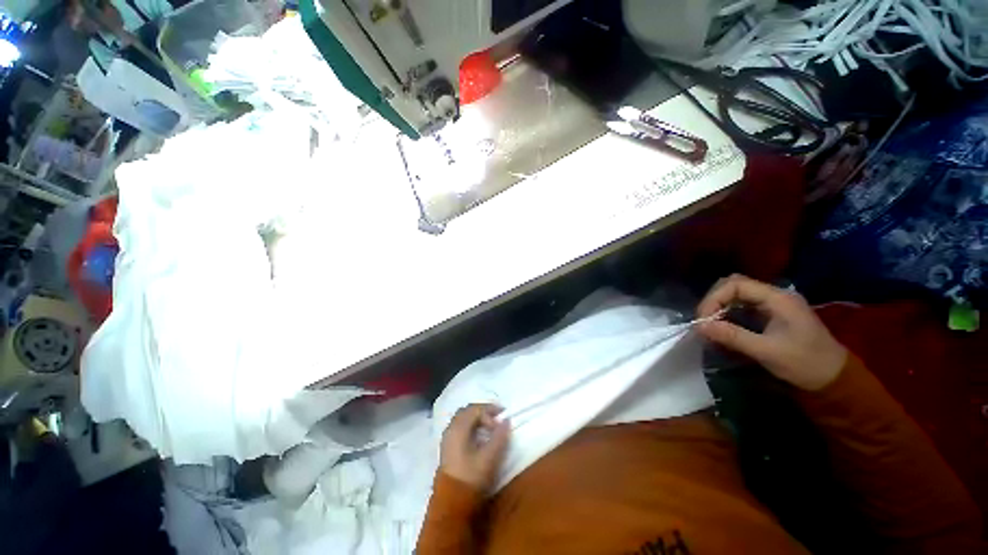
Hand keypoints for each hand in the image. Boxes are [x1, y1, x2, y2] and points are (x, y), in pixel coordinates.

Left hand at [440, 404, 510, 491]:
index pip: (475, 409)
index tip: (502, 419)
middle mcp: (450, 428)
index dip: (490, 411)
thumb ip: (499, 437)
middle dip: (483, 411)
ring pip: (462, 418)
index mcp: (459, 428)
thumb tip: (506, 420)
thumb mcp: (489, 457)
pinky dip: (470, 425)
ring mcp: (447, 437)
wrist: (451, 502)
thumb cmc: (471, 477)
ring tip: (490, 426)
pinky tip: (479, 436)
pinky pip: (459, 426)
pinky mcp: (447, 446)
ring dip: (476, 418)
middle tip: (497, 418)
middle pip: (467, 410)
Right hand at [697, 274, 847, 390]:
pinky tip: (723, 328)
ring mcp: (772, 304)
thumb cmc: (805, 364)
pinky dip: (727, 314)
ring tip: (711, 326)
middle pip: (733, 285)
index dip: (714, 298)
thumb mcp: (768, 352)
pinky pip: (741, 305)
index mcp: (778, 298)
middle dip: (714, 301)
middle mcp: (774, 295)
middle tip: (705, 322)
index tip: (704, 320)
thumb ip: (733, 336)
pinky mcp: (770, 314)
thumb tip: (700, 327)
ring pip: (735, 294)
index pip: (735, 284)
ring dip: (719, 307)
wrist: (834, 378)